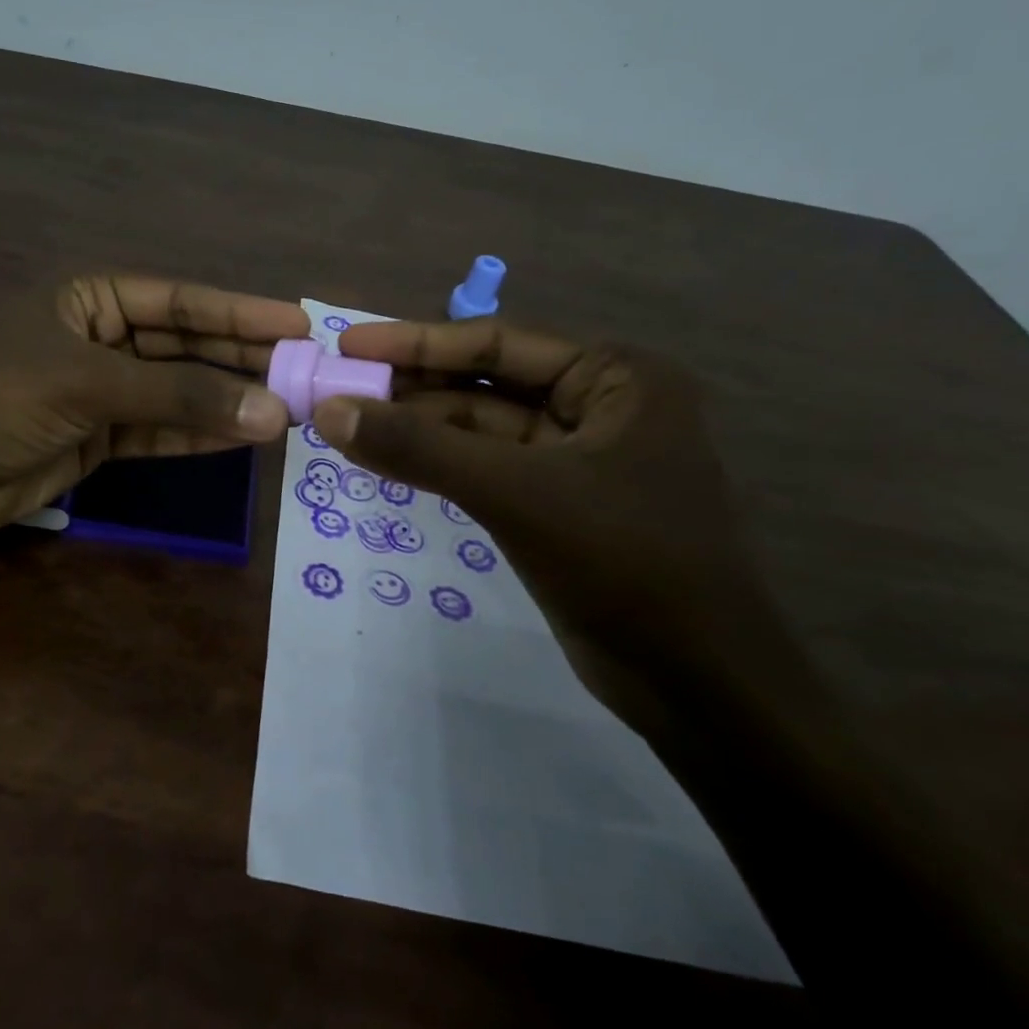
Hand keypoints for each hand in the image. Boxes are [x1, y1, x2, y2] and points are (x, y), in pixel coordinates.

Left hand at [0, 275, 307, 543]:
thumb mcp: (88, 386)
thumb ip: (180, 397)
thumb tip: (273, 410)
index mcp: (91, 298)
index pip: (180, 301)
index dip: (240, 311)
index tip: (298, 322)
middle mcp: (101, 337)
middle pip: (186, 345)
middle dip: (241, 359)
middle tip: (304, 370)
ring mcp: (102, 390)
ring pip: (179, 391)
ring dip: (227, 400)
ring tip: (287, 408)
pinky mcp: (100, 437)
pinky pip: (162, 429)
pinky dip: (200, 434)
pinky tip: (244, 435)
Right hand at [314, 318, 795, 734]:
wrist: (699, 686)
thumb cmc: (625, 563)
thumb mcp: (515, 493)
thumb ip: (420, 448)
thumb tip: (330, 412)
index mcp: (616, 377)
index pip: (497, 344)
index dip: (416, 342)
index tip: (349, 346)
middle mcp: (601, 406)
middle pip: (486, 384)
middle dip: (412, 388)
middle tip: (338, 390)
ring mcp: (579, 459)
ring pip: (481, 430)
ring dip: (419, 429)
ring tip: (348, 426)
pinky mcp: (558, 506)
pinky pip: (487, 470)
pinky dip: (439, 466)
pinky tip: (389, 462)